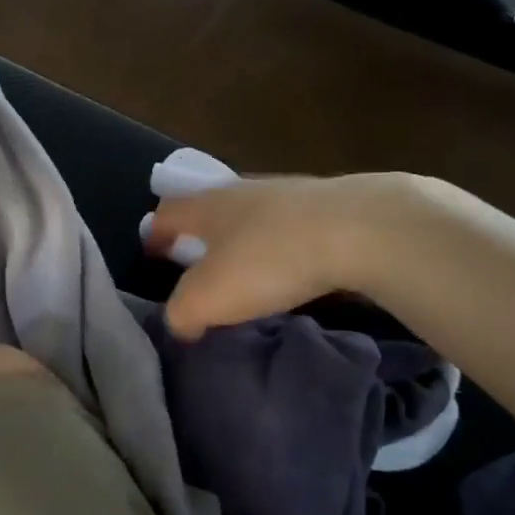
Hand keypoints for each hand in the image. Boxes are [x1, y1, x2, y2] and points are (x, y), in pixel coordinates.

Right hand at [147, 174, 419, 337]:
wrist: (361, 230)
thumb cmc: (268, 260)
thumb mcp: (208, 298)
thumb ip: (182, 313)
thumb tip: (182, 323)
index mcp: (208, 206)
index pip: (168, 213)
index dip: (155, 234)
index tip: (152, 255)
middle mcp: (244, 192)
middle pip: (211, 209)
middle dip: (201, 236)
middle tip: (199, 266)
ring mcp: (290, 195)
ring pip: (254, 216)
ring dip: (245, 241)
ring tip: (249, 273)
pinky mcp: (331, 207)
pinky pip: (292, 228)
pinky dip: (283, 247)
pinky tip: (294, 271)